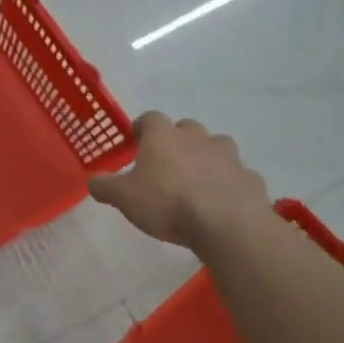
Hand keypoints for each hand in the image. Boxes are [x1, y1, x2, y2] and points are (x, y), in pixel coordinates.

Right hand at [87, 112, 271, 252]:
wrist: (227, 225)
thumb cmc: (168, 203)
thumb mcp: (124, 198)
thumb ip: (105, 186)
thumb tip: (92, 179)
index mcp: (164, 136)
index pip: (150, 118)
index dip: (142, 128)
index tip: (137, 141)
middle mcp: (197, 138)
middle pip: (187, 128)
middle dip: (178, 141)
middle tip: (168, 163)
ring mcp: (229, 157)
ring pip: (217, 148)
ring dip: (208, 159)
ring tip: (198, 182)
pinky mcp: (251, 180)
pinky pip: (238, 176)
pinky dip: (230, 184)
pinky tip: (223, 203)